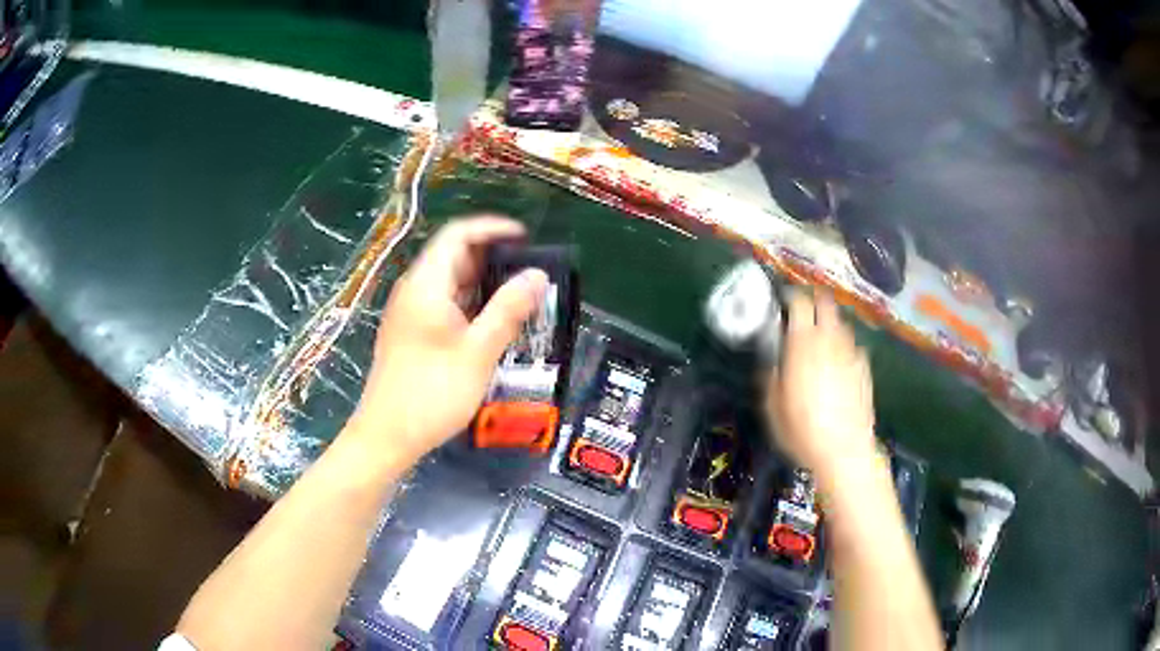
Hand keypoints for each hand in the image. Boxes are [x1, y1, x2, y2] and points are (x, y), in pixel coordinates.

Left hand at [346, 216, 548, 466]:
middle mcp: (414, 290)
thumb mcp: (478, 351)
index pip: (458, 235)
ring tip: (520, 299)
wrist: (387, 435)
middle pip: (454, 256)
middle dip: (493, 259)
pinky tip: (493, 324)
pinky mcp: (411, 333)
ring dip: (484, 285)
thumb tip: (538, 275)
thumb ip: (509, 309)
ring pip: (450, 283)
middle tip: (530, 275)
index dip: (492, 229)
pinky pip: (444, 304)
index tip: (526, 239)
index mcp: (426, 284)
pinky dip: (471, 305)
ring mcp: (410, 312)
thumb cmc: (432, 393)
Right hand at [765, 288, 876, 477]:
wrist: (844, 450)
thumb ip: (770, 375)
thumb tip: (771, 359)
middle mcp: (829, 339)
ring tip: (819, 337)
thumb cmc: (802, 430)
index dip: (789, 296)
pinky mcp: (864, 367)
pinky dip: (843, 345)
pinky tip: (838, 362)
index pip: (799, 302)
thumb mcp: (773, 406)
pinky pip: (852, 345)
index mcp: (803, 343)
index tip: (781, 303)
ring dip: (828, 322)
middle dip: (813, 301)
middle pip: (825, 302)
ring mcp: (851, 351)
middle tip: (801, 313)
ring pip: (840, 322)